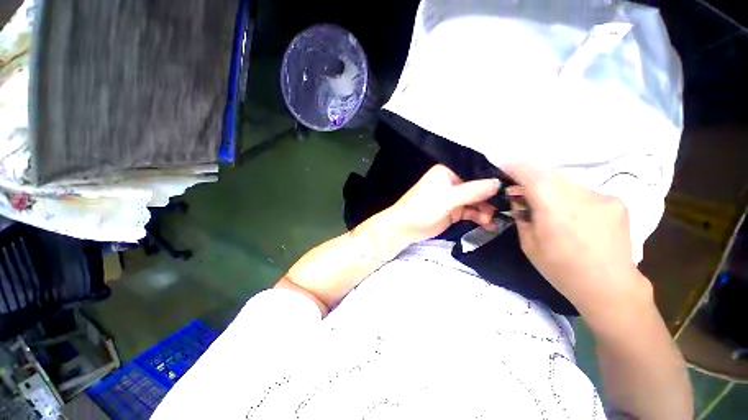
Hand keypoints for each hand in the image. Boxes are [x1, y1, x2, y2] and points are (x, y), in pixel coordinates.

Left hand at [385, 165, 499, 245]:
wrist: (405, 228)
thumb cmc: (423, 208)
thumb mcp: (448, 198)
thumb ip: (473, 191)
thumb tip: (498, 183)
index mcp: (448, 172)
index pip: (475, 172)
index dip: (492, 180)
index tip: (511, 188)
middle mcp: (452, 182)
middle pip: (478, 188)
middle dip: (490, 199)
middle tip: (504, 209)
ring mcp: (453, 198)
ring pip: (476, 201)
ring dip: (485, 210)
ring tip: (491, 220)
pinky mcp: (453, 211)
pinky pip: (471, 212)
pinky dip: (479, 217)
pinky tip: (488, 224)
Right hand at [501, 163, 651, 317]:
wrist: (609, 286)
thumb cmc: (561, 269)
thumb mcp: (529, 243)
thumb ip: (521, 215)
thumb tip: (518, 199)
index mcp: (555, 208)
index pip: (531, 174)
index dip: (514, 168)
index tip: (503, 170)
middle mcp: (581, 195)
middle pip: (548, 176)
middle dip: (531, 181)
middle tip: (521, 194)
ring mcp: (602, 196)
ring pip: (566, 183)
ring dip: (551, 190)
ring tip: (547, 209)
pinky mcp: (616, 201)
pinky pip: (584, 192)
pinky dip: (570, 198)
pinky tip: (572, 217)